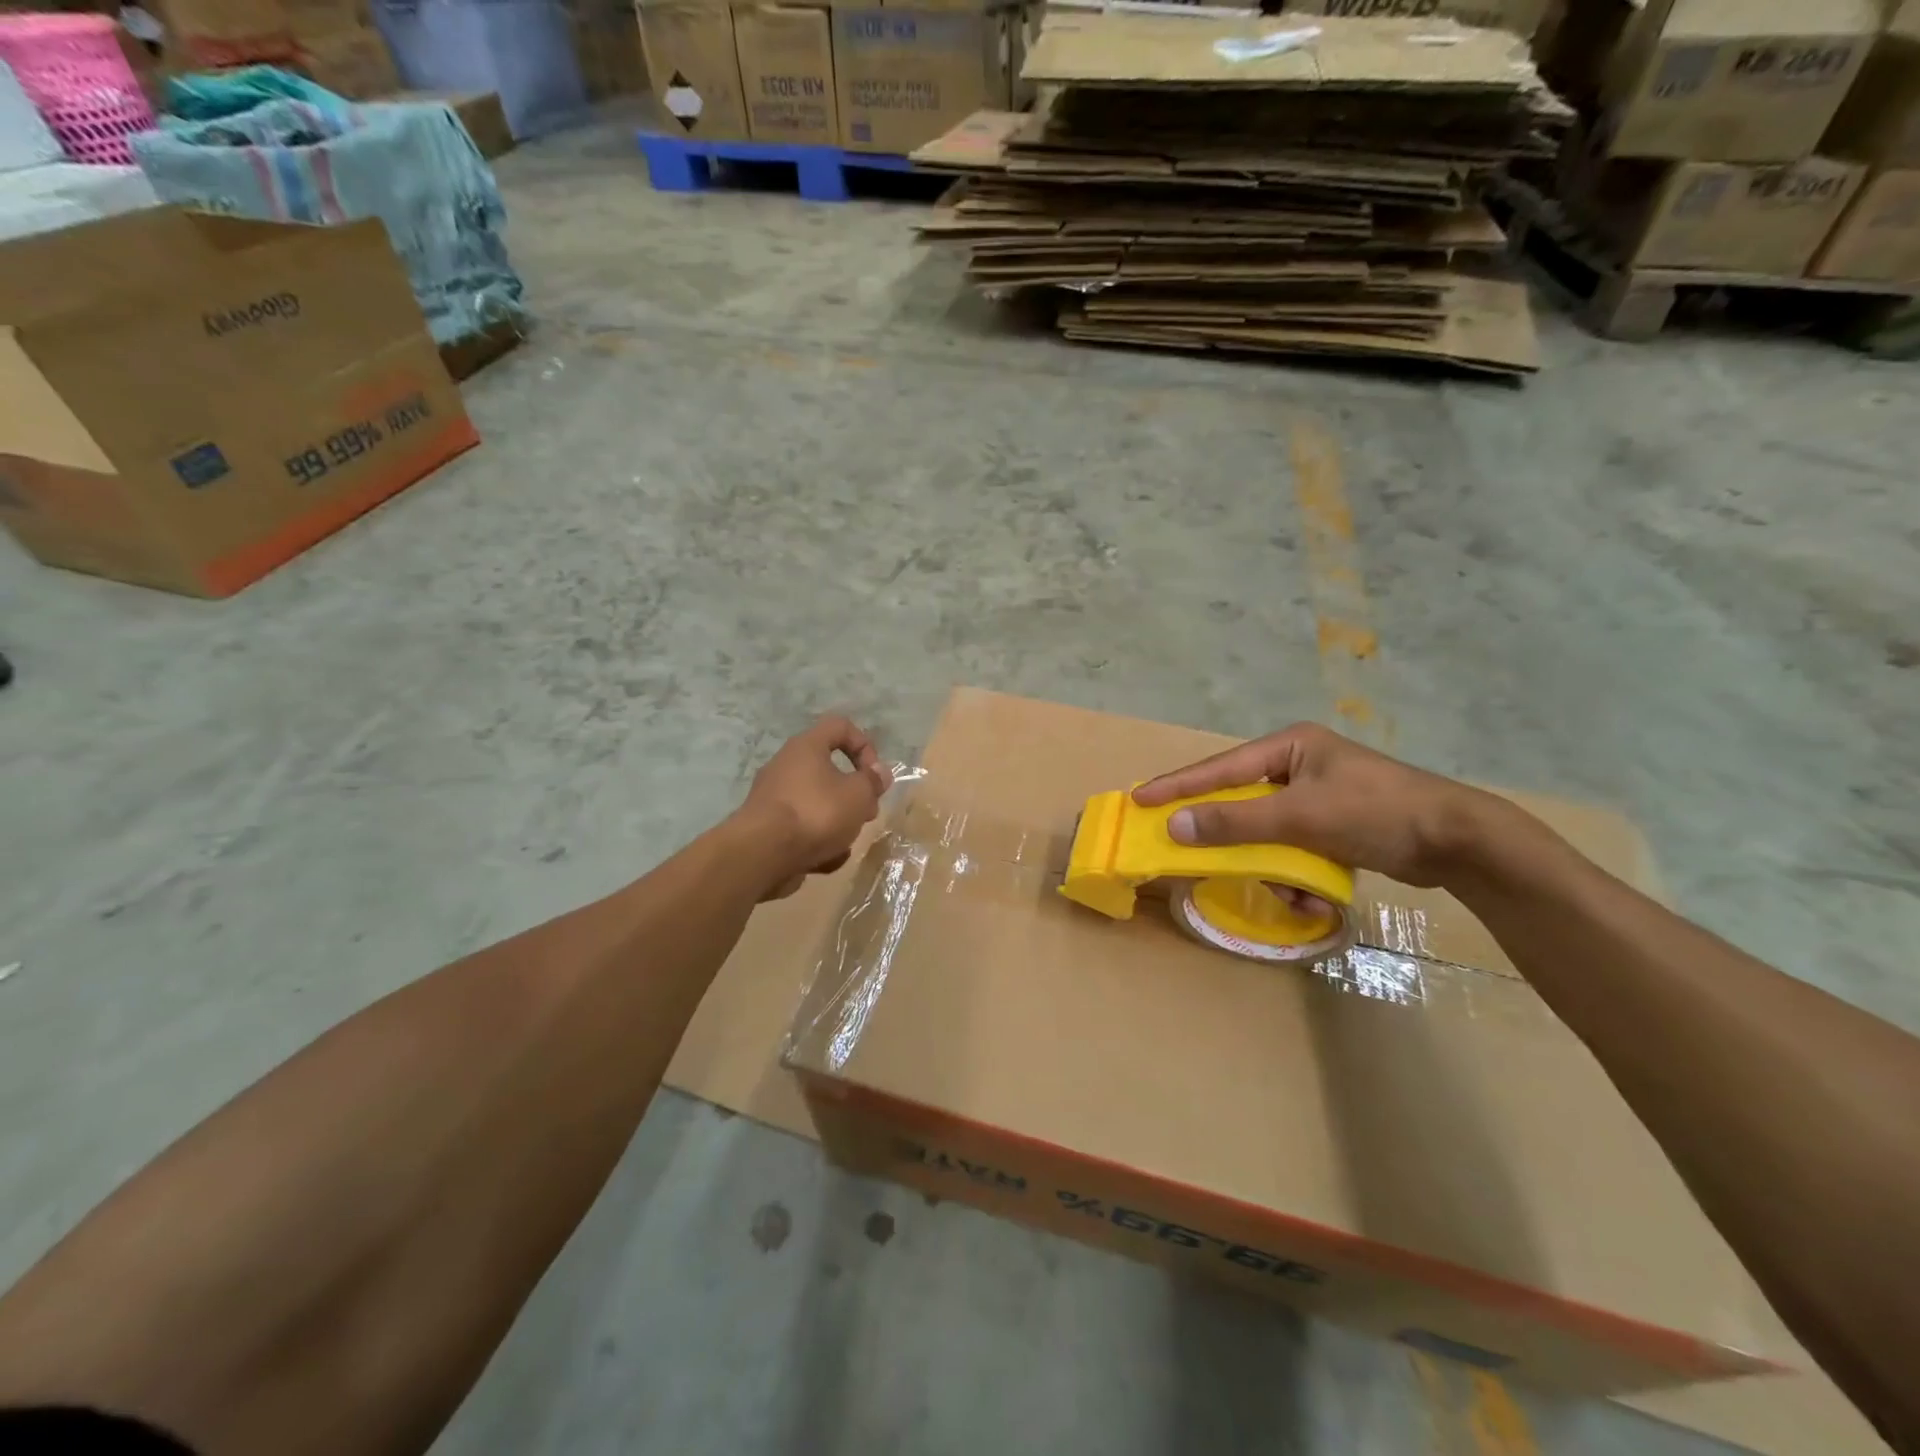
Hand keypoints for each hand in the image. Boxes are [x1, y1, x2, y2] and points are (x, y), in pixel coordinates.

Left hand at [738, 716, 891, 899]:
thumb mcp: (858, 794)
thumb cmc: (816, 812)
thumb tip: (879, 773)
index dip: (864, 745)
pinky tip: (825, 861)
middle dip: (854, 794)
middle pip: (829, 771)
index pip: (840, 726)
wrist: (762, 854)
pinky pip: (801, 829)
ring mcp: (773, 798)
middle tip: (867, 813)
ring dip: (837, 822)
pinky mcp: (767, 828)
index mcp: (807, 747)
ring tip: (845, 843)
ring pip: (817, 804)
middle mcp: (786, 766)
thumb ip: (872, 781)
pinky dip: (816, 843)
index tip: (874, 774)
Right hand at [1131, 723, 1500, 886]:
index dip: (1178, 786)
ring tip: (1290, 887)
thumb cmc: (1375, 813)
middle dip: (1232, 835)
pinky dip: (1297, 870)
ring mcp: (1319, 794)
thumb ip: (1235, 822)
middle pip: (1242, 800)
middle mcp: (1300, 764)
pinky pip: (1295, 845)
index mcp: (1291, 746)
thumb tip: (1175, 826)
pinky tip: (1314, 892)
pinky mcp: (1336, 823)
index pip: (1220, 767)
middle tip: (1194, 851)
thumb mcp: (1300, 816)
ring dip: (1272, 863)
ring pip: (1268, 830)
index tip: (1139, 799)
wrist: (1459, 842)